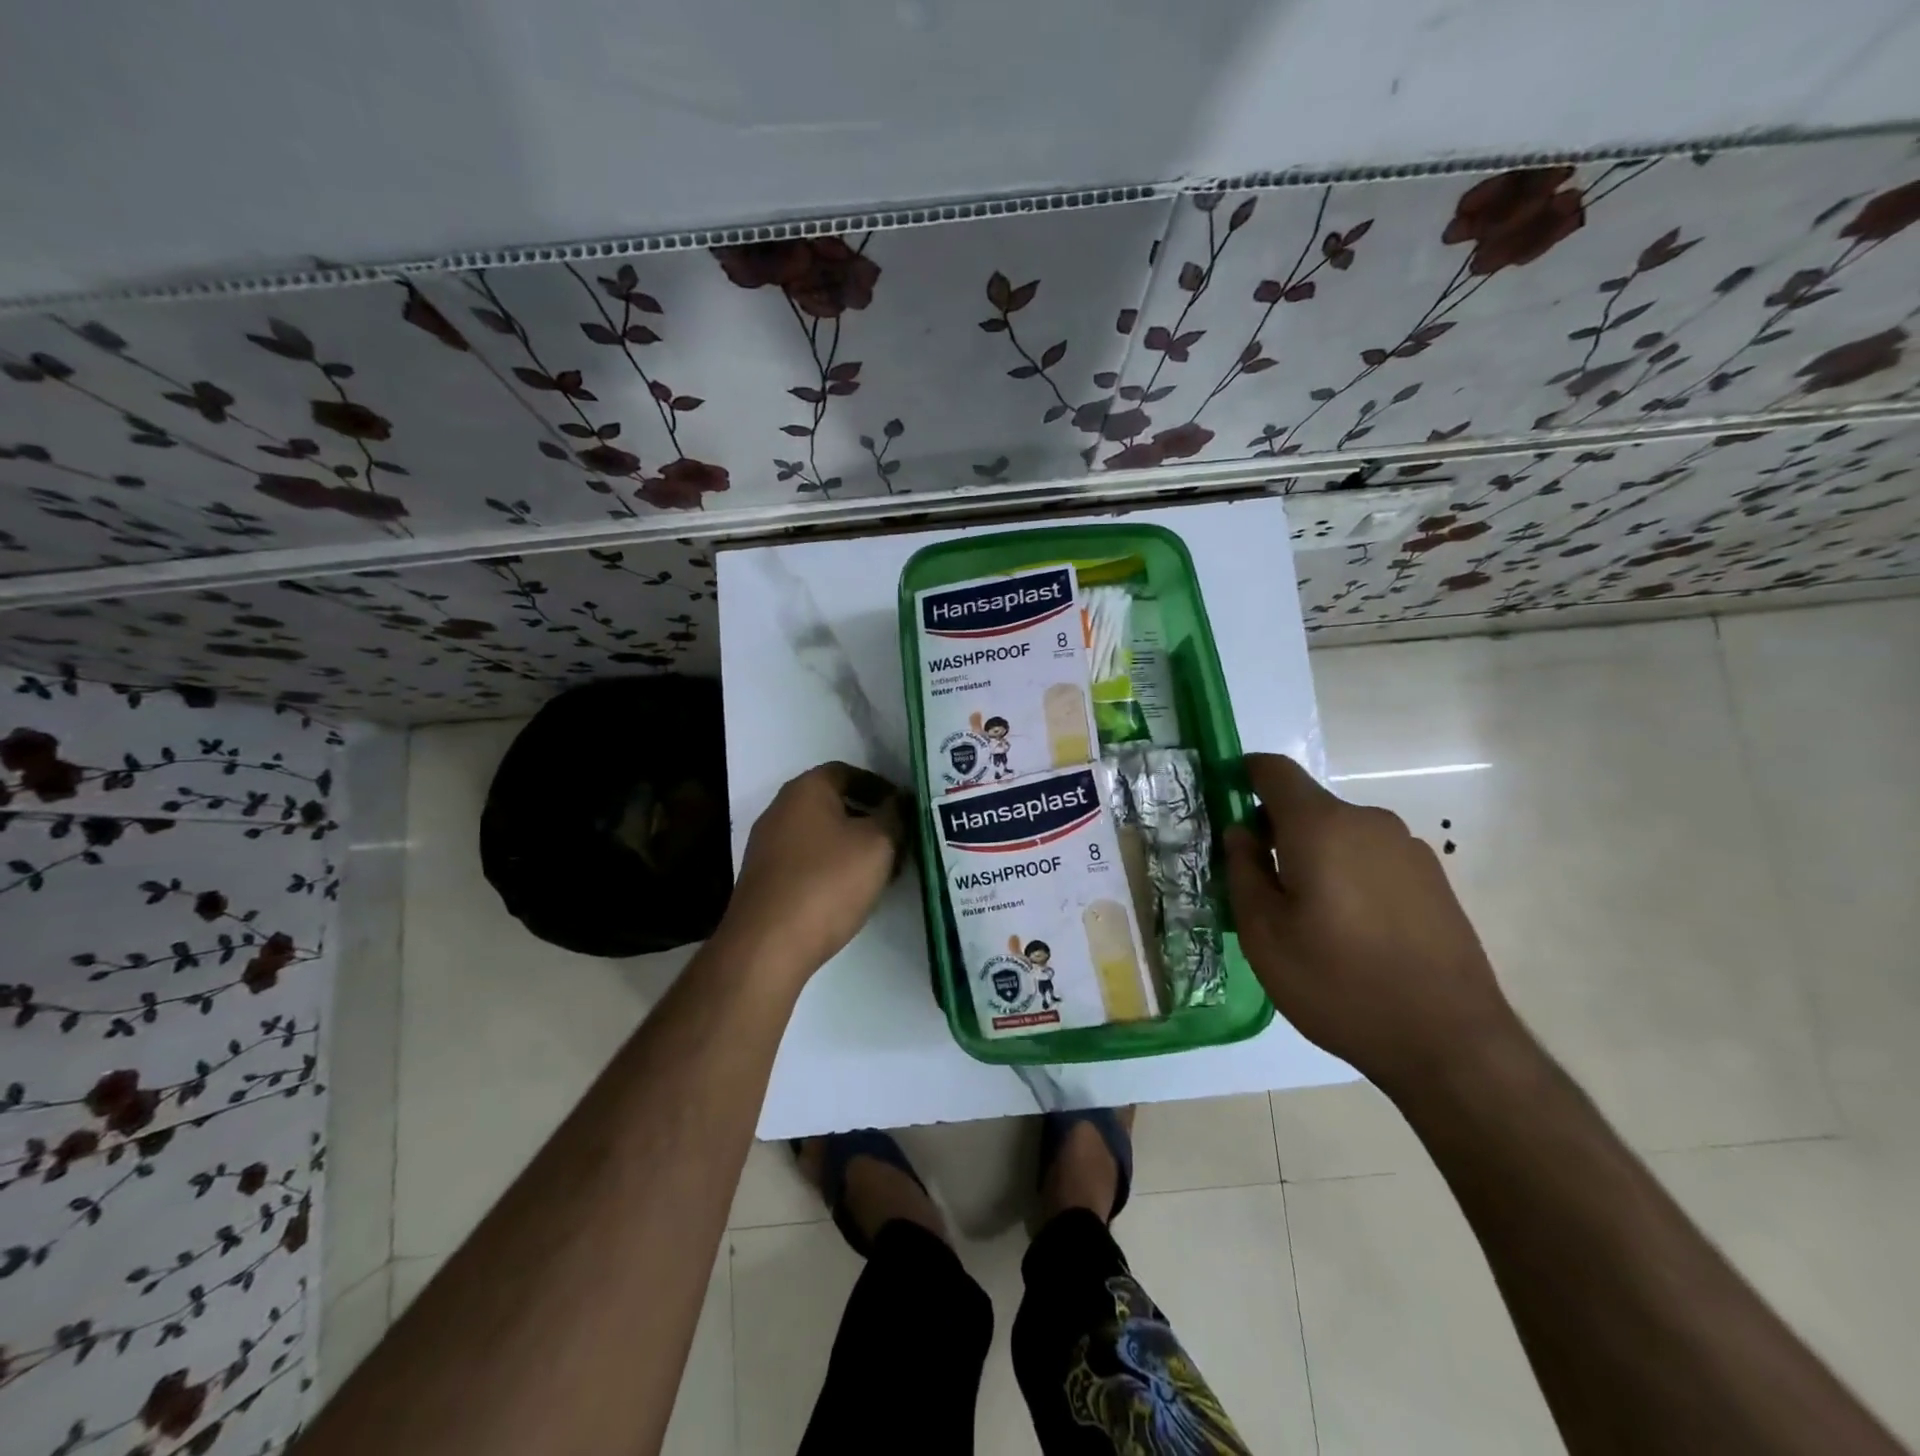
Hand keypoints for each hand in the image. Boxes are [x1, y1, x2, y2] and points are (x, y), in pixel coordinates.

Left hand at [722, 762, 905, 981]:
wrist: (767, 945)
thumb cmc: (828, 882)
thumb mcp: (878, 843)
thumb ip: (894, 815)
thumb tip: (900, 801)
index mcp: (806, 789)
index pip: (848, 772)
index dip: (880, 787)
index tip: (905, 809)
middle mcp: (781, 809)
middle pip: (834, 803)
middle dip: (870, 819)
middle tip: (901, 841)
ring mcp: (768, 845)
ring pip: (822, 834)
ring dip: (854, 846)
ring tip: (883, 870)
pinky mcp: (765, 879)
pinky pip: (808, 861)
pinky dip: (833, 867)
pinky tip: (852, 891)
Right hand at [1223, 753, 1520, 1096]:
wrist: (1450, 1043)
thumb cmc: (1338, 984)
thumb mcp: (1264, 935)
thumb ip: (1243, 871)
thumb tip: (1241, 832)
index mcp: (1321, 826)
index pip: (1274, 770)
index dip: (1243, 774)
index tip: (1223, 802)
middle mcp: (1368, 822)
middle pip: (1307, 805)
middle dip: (1275, 830)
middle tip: (1257, 883)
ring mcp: (1408, 849)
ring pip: (1340, 834)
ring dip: (1312, 855)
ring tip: (1305, 916)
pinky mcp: (1433, 879)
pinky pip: (1371, 858)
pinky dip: (1347, 874)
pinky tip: (1349, 930)